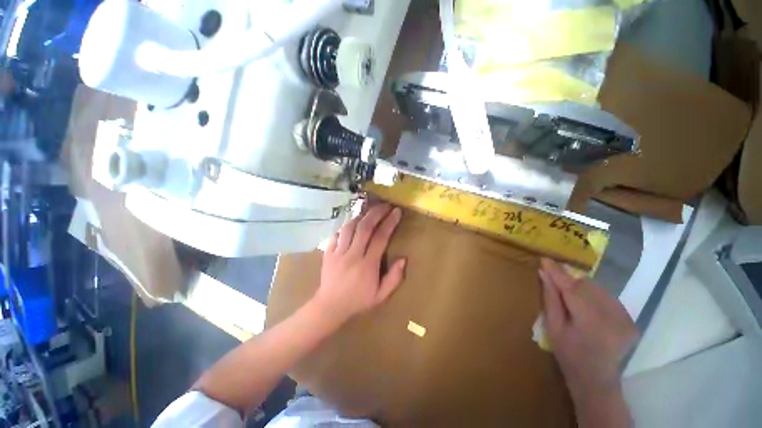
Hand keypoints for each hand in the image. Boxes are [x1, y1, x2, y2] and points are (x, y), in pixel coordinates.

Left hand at [313, 204, 406, 326]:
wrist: (330, 306)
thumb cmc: (358, 300)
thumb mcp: (381, 295)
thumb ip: (394, 278)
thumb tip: (403, 259)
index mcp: (367, 265)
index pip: (380, 237)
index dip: (390, 222)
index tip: (396, 211)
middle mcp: (353, 255)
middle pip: (365, 227)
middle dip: (376, 213)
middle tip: (385, 205)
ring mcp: (338, 252)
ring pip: (349, 228)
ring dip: (360, 216)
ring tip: (369, 211)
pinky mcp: (328, 252)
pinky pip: (336, 234)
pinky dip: (345, 227)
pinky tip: (351, 224)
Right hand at [539, 258, 638, 397]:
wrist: (597, 380)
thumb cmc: (569, 355)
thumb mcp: (553, 327)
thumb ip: (550, 299)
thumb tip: (544, 274)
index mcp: (590, 321)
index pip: (572, 288)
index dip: (558, 273)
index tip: (545, 259)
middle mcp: (613, 317)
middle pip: (587, 285)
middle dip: (570, 280)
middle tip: (556, 283)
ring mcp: (625, 318)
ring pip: (599, 289)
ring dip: (582, 288)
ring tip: (572, 298)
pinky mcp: (630, 320)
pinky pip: (608, 298)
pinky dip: (595, 296)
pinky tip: (587, 307)